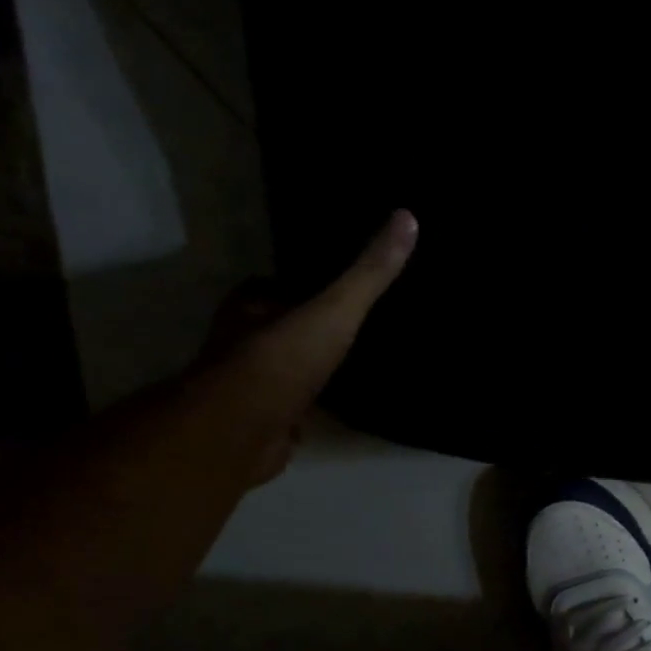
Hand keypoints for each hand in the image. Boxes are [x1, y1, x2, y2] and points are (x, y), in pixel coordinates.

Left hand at [202, 208, 417, 483]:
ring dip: (311, 368)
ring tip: (357, 363)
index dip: (303, 284)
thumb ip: (369, 273)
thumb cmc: (282, 361)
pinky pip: (295, 407)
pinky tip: (342, 407)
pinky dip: (313, 406)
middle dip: (310, 327)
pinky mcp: (266, 423)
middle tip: (356, 324)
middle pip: (282, 326)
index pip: (275, 286)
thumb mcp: (335, 310)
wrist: (242, 433)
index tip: (338, 285)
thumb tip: (407, 217)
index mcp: (250, 308)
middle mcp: (244, 342)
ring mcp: (253, 385)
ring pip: (287, 367)